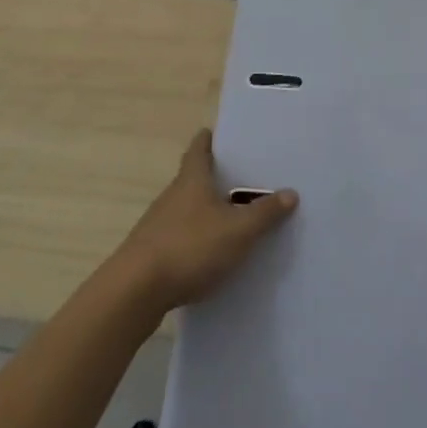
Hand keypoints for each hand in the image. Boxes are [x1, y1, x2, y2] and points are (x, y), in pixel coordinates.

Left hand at [115, 129, 297, 311]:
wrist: (134, 292)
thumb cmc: (189, 247)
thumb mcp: (238, 230)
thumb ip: (265, 213)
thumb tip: (291, 193)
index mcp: (192, 179)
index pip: (199, 147)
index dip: (211, 139)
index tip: (224, 135)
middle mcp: (173, 195)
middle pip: (195, 178)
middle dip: (218, 177)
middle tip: (247, 178)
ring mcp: (159, 225)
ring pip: (189, 209)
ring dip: (209, 211)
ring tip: (238, 218)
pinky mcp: (153, 253)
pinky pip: (183, 236)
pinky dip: (199, 239)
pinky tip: (216, 254)